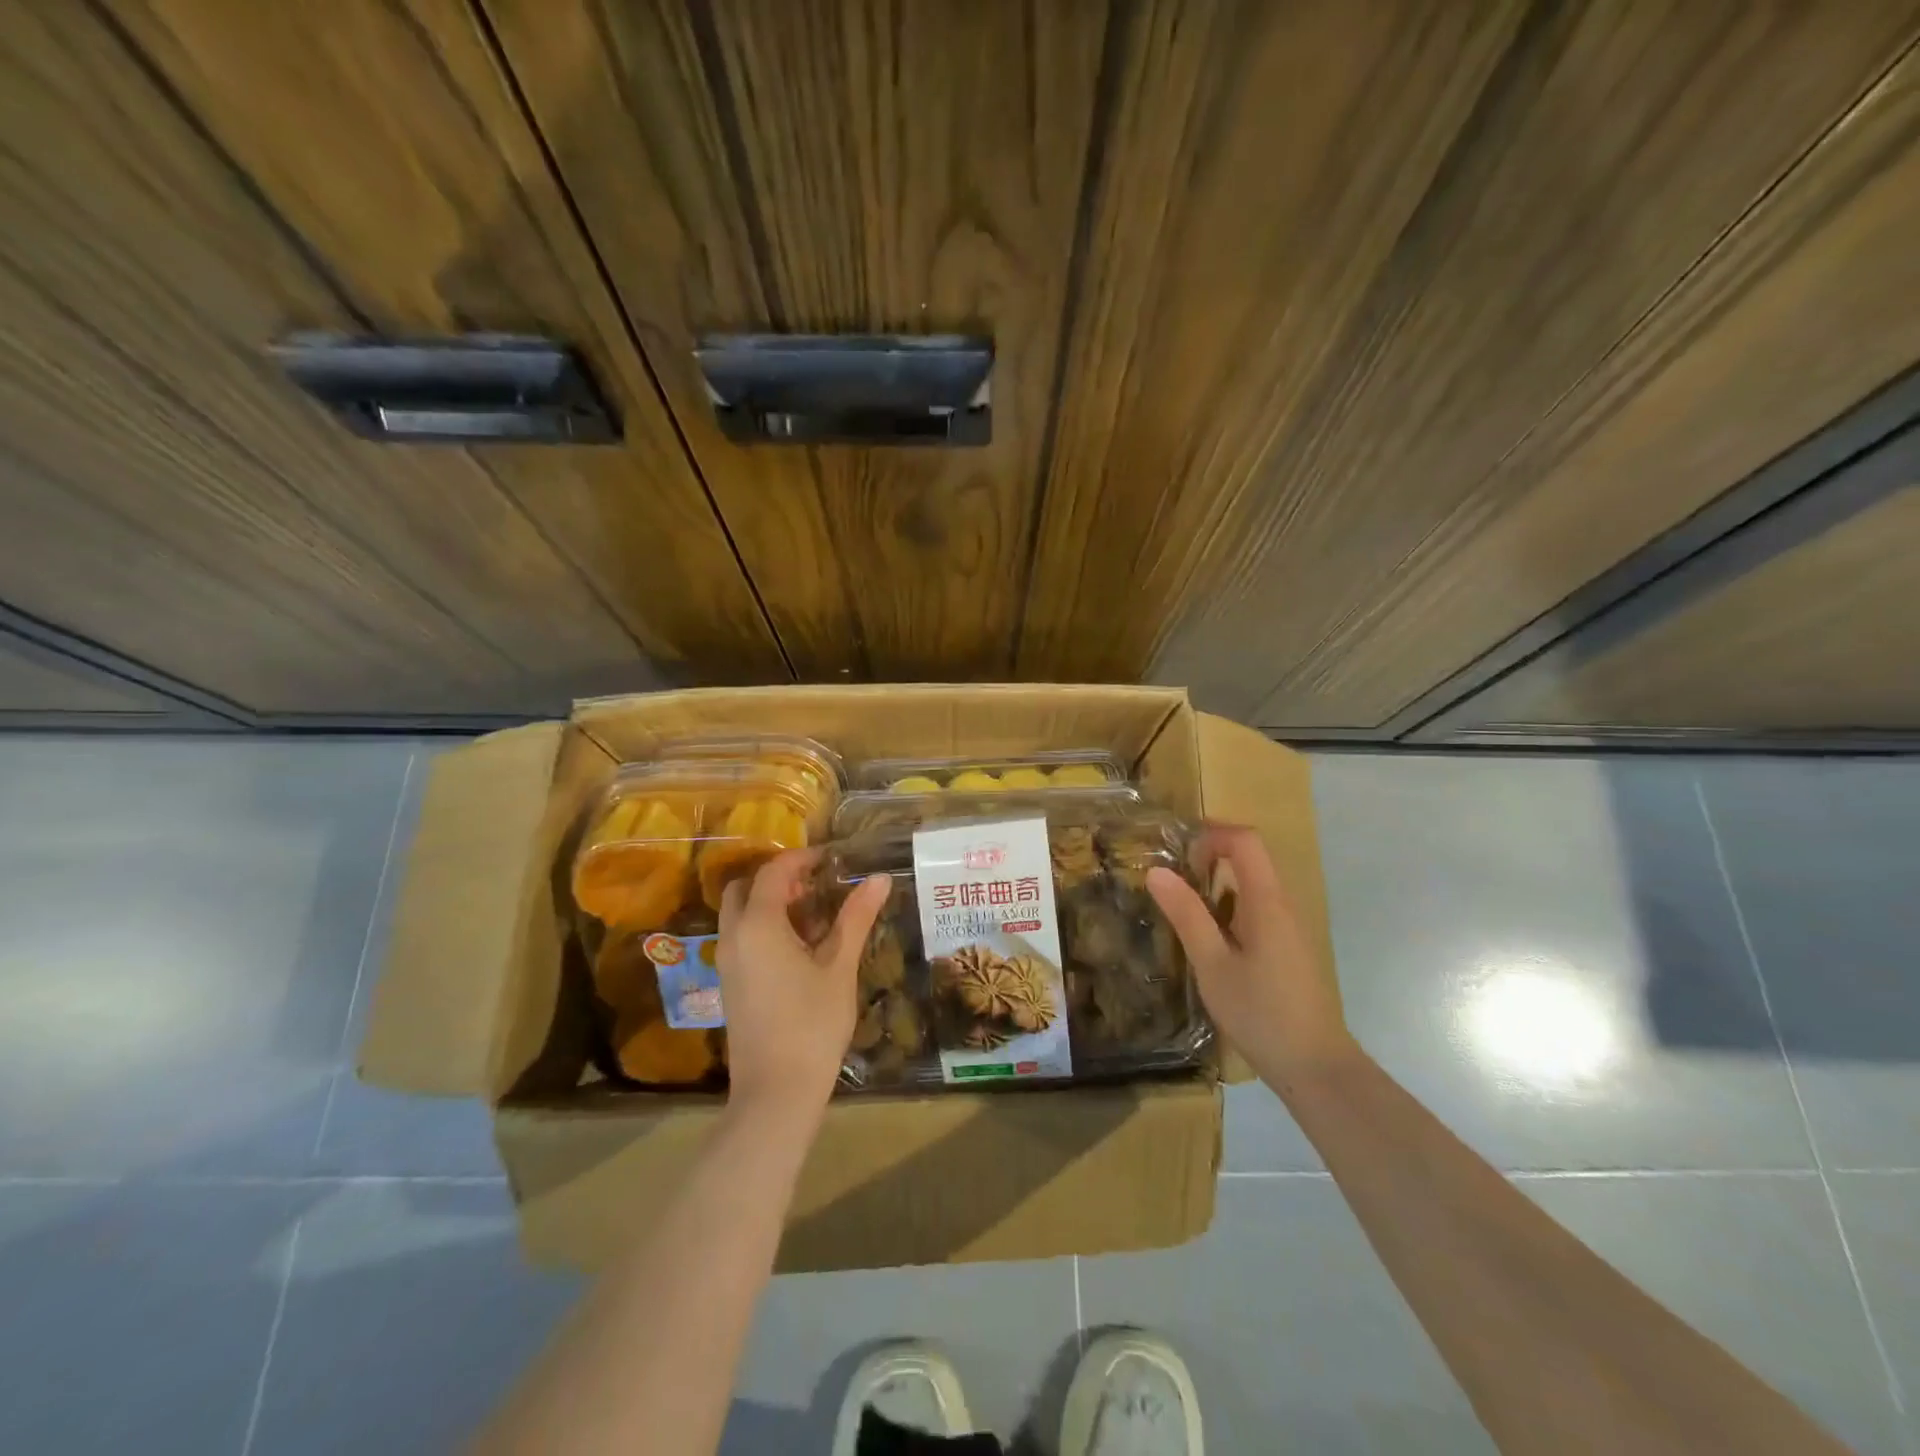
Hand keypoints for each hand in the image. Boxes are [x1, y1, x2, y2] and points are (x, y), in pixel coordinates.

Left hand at [717, 850, 890, 1121]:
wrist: (776, 1091)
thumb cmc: (812, 1024)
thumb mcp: (839, 966)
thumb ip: (856, 917)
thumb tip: (879, 878)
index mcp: (758, 925)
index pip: (774, 872)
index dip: (802, 859)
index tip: (832, 859)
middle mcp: (734, 937)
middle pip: (745, 887)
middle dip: (778, 878)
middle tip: (816, 885)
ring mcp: (727, 962)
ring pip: (740, 913)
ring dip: (770, 903)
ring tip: (814, 914)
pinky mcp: (730, 984)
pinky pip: (741, 937)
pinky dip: (763, 926)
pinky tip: (800, 947)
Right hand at [1146, 823, 1353, 1092]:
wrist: (1315, 1067)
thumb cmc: (1261, 1013)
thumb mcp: (1212, 965)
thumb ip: (1187, 915)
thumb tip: (1156, 871)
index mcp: (1266, 902)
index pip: (1246, 840)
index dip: (1211, 834)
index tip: (1178, 855)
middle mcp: (1282, 905)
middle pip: (1249, 857)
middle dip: (1208, 857)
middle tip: (1169, 881)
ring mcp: (1288, 927)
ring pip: (1251, 885)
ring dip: (1215, 885)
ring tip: (1180, 911)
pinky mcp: (1287, 947)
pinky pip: (1256, 909)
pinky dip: (1227, 909)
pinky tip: (1207, 942)